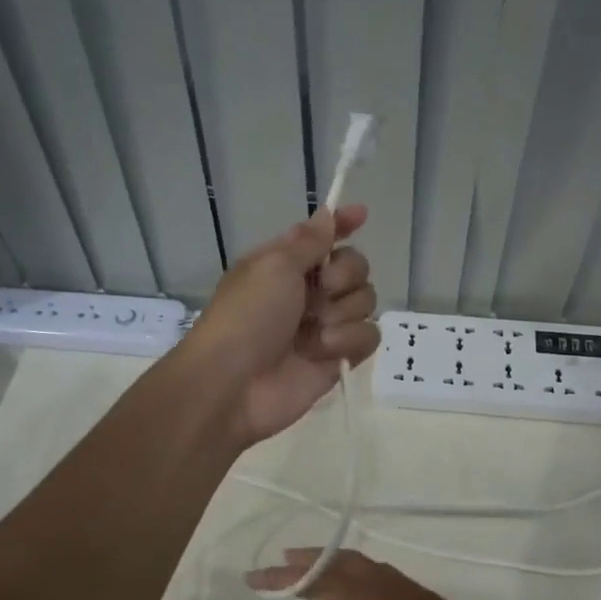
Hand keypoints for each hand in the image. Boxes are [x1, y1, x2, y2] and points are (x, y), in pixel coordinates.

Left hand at [179, 206, 379, 446]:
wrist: (233, 384)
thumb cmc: (247, 316)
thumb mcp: (273, 265)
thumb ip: (309, 241)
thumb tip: (328, 215)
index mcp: (286, 264)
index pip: (323, 237)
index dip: (343, 225)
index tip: (362, 215)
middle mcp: (307, 292)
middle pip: (355, 268)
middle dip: (347, 275)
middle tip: (325, 288)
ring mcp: (324, 326)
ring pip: (365, 302)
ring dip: (344, 312)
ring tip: (316, 330)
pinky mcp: (336, 358)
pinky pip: (367, 337)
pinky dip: (349, 341)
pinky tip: (323, 350)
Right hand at [245, 549, 552, 599]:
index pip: (324, 582)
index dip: (289, 578)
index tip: (258, 577)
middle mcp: (393, 590)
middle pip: (344, 564)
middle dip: (310, 562)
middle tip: (280, 562)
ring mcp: (415, 596)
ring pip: (367, 567)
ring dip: (336, 564)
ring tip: (316, 571)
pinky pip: (382, 577)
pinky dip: (359, 575)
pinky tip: (364, 594)